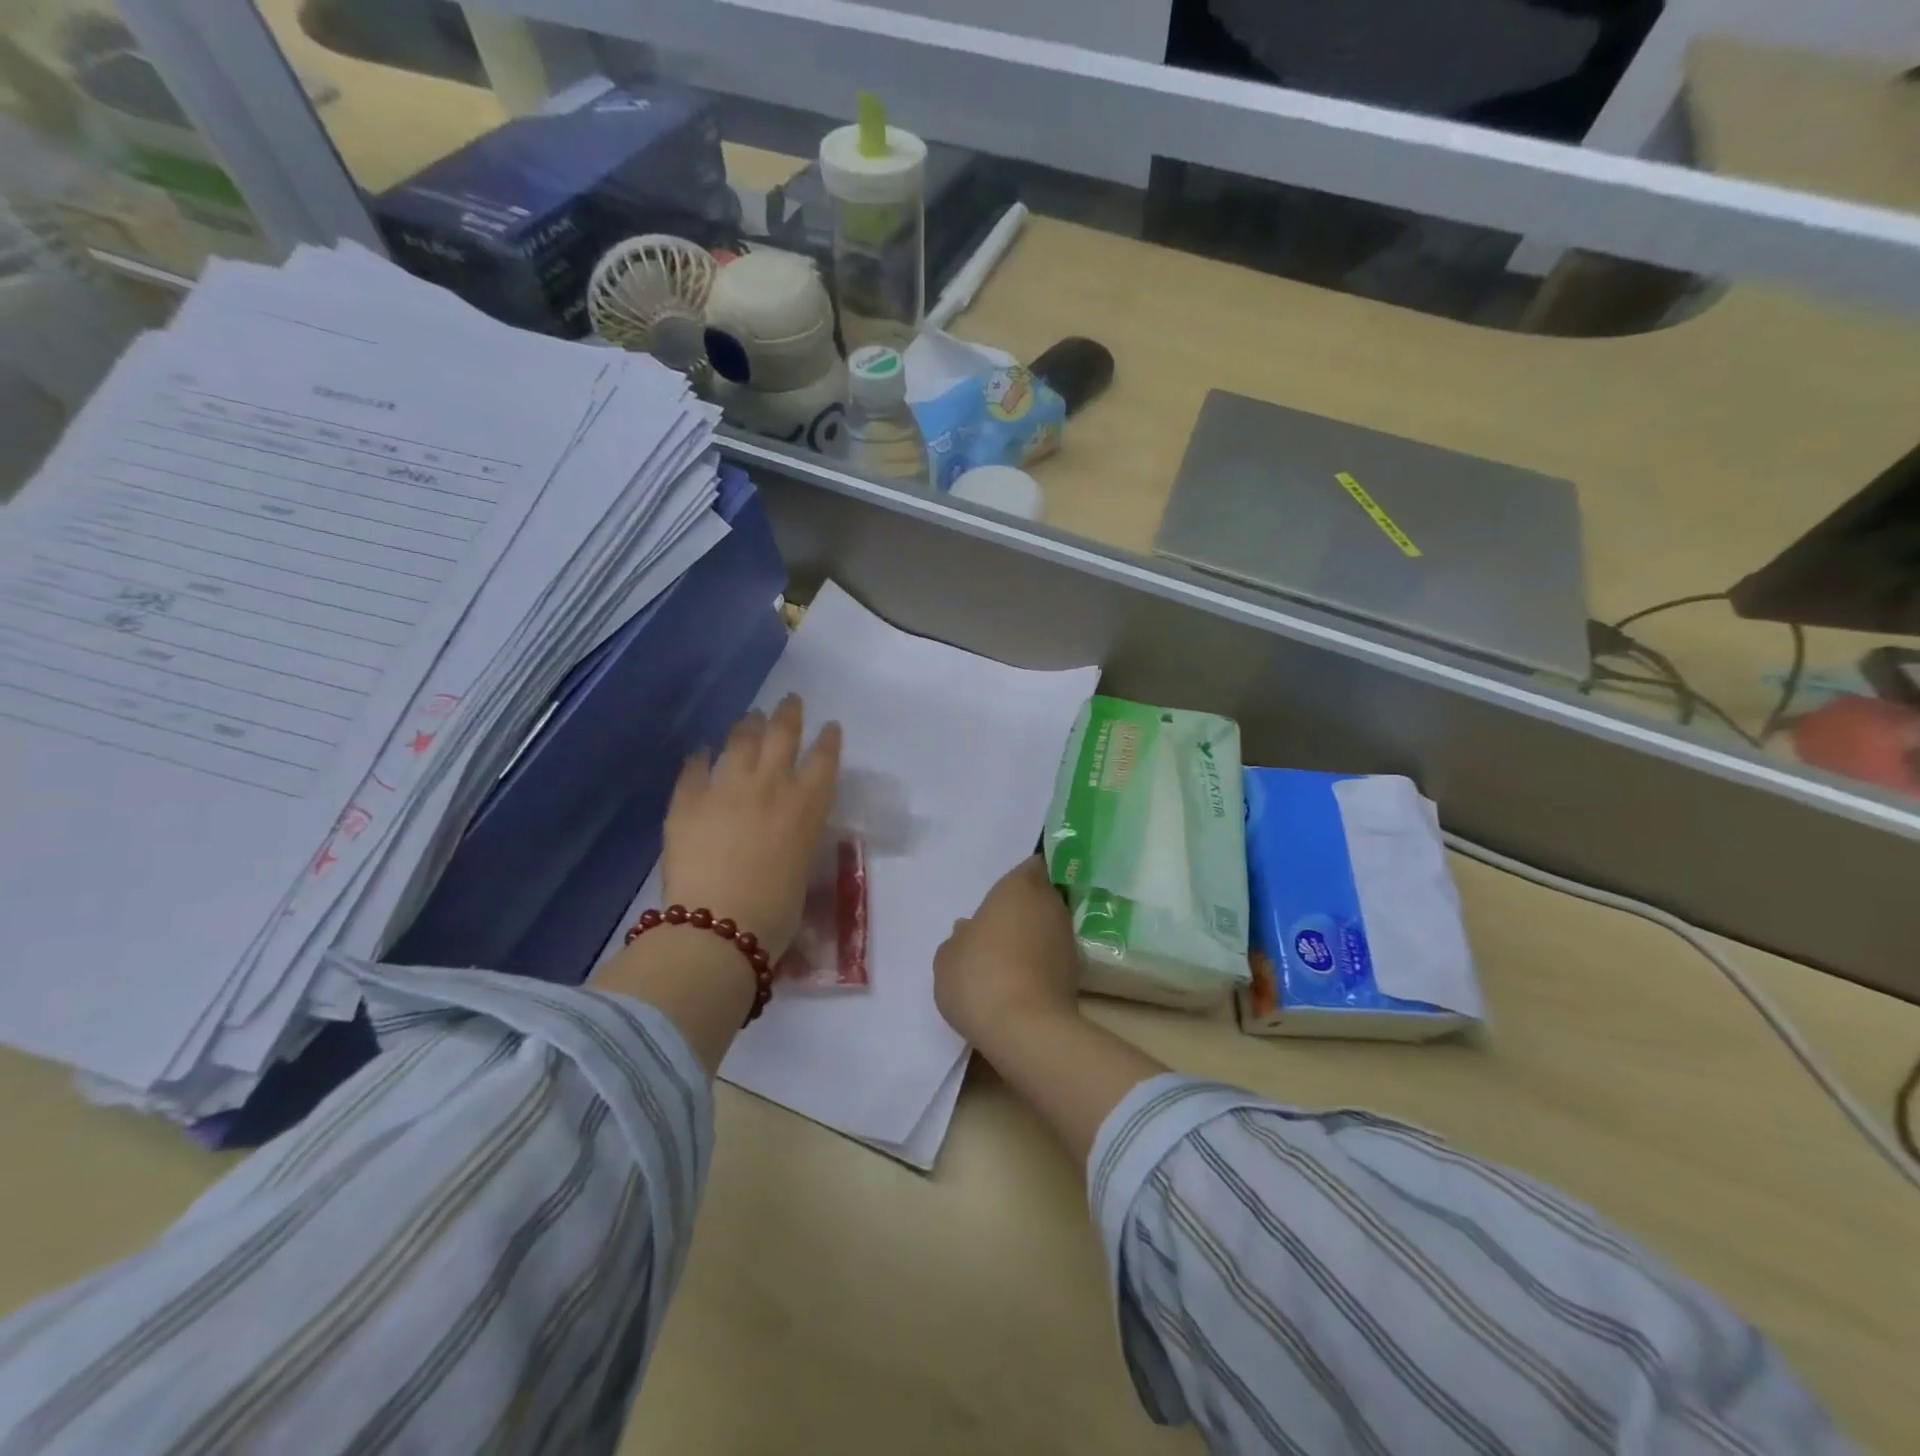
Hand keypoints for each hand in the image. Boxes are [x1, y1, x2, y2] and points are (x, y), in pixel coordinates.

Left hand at [662, 695, 840, 959]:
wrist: (719, 927)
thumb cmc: (776, 912)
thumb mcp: (802, 867)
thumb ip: (798, 835)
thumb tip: (788, 827)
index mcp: (807, 805)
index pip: (824, 758)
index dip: (828, 739)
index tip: (830, 726)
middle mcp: (771, 785)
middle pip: (783, 734)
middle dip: (789, 714)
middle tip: (790, 701)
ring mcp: (726, 787)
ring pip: (740, 740)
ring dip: (748, 725)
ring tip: (751, 717)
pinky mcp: (688, 800)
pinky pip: (694, 768)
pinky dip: (700, 757)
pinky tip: (701, 752)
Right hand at [934, 856, 1081, 1049]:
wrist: (1026, 1030)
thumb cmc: (979, 976)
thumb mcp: (948, 957)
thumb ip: (959, 938)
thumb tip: (970, 931)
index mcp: (1019, 887)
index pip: (1029, 866)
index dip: (1019, 878)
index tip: (1002, 894)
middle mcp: (1050, 905)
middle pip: (1041, 896)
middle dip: (1024, 907)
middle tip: (998, 926)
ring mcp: (1067, 939)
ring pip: (1048, 927)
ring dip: (1032, 936)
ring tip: (1006, 958)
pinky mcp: (1075, 973)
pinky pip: (1052, 956)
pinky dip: (1040, 963)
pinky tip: (1019, 981)